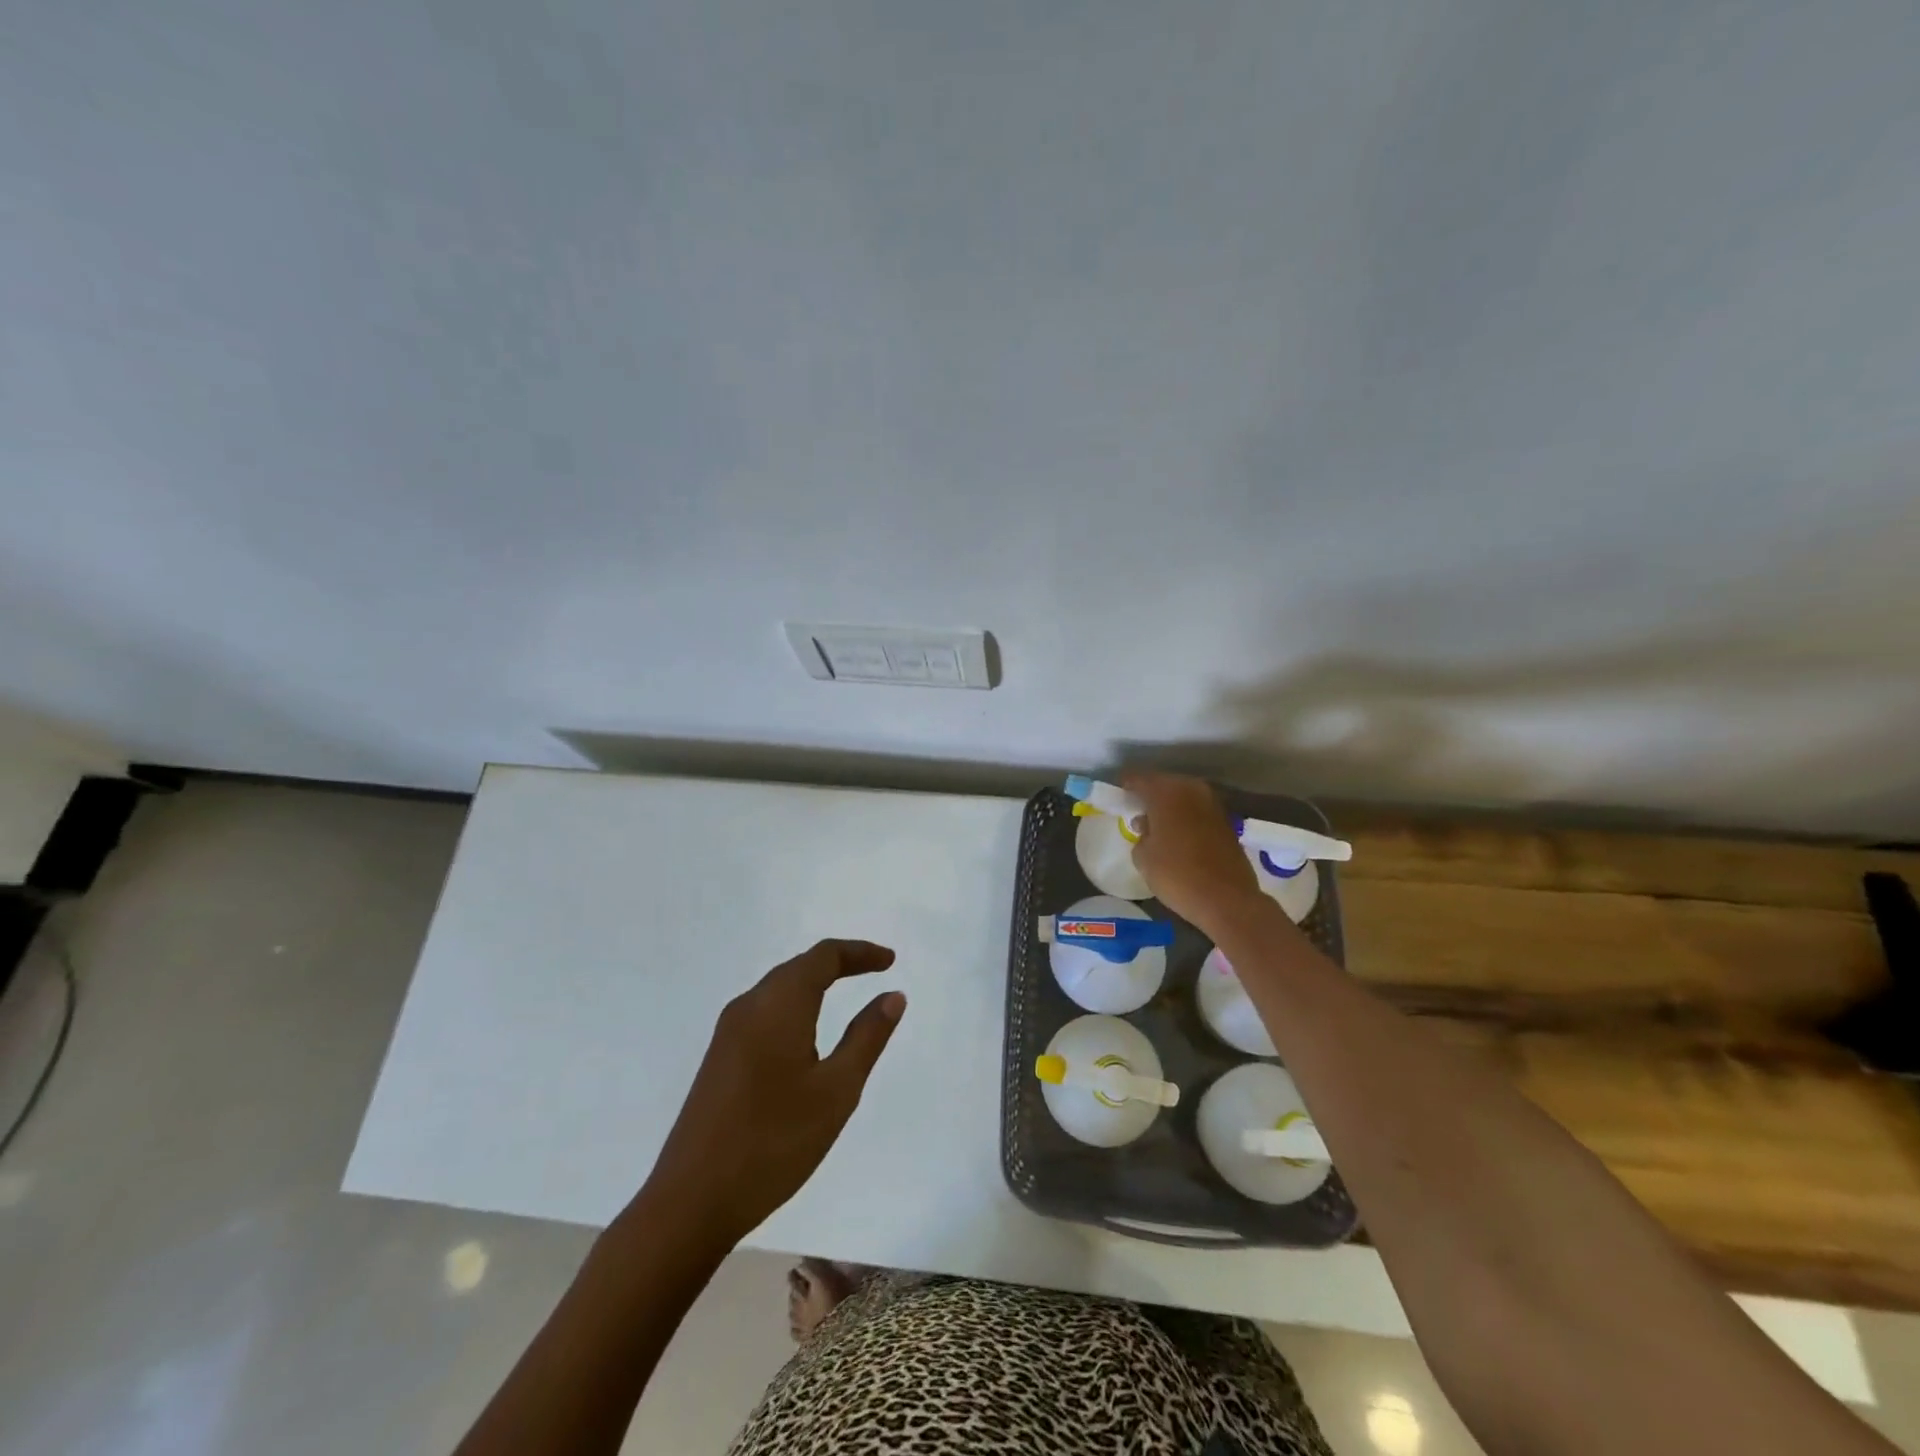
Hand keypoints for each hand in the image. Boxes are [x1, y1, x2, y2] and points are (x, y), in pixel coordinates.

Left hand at [644, 939, 904, 1244]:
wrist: (690, 1202)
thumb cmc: (774, 1142)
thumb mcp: (836, 1090)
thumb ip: (867, 1037)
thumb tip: (892, 995)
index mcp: (778, 1005)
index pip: (823, 956)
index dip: (859, 952)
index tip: (890, 960)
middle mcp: (749, 1006)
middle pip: (799, 966)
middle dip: (839, 963)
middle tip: (875, 971)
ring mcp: (727, 1032)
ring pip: (778, 988)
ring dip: (815, 982)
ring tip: (847, 995)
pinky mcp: (718, 1058)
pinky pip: (764, 1011)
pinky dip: (794, 1005)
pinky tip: (805, 1034)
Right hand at [1123, 772, 1262, 930]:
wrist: (1227, 899)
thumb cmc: (1177, 875)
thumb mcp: (1143, 858)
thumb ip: (1140, 835)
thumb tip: (1147, 827)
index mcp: (1166, 792)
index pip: (1138, 779)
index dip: (1126, 786)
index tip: (1118, 796)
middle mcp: (1191, 789)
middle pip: (1164, 784)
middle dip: (1150, 795)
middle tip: (1137, 811)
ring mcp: (1212, 804)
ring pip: (1183, 796)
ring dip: (1170, 806)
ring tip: (1157, 825)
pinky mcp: (1226, 821)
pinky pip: (1197, 811)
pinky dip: (1186, 817)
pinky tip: (1178, 835)